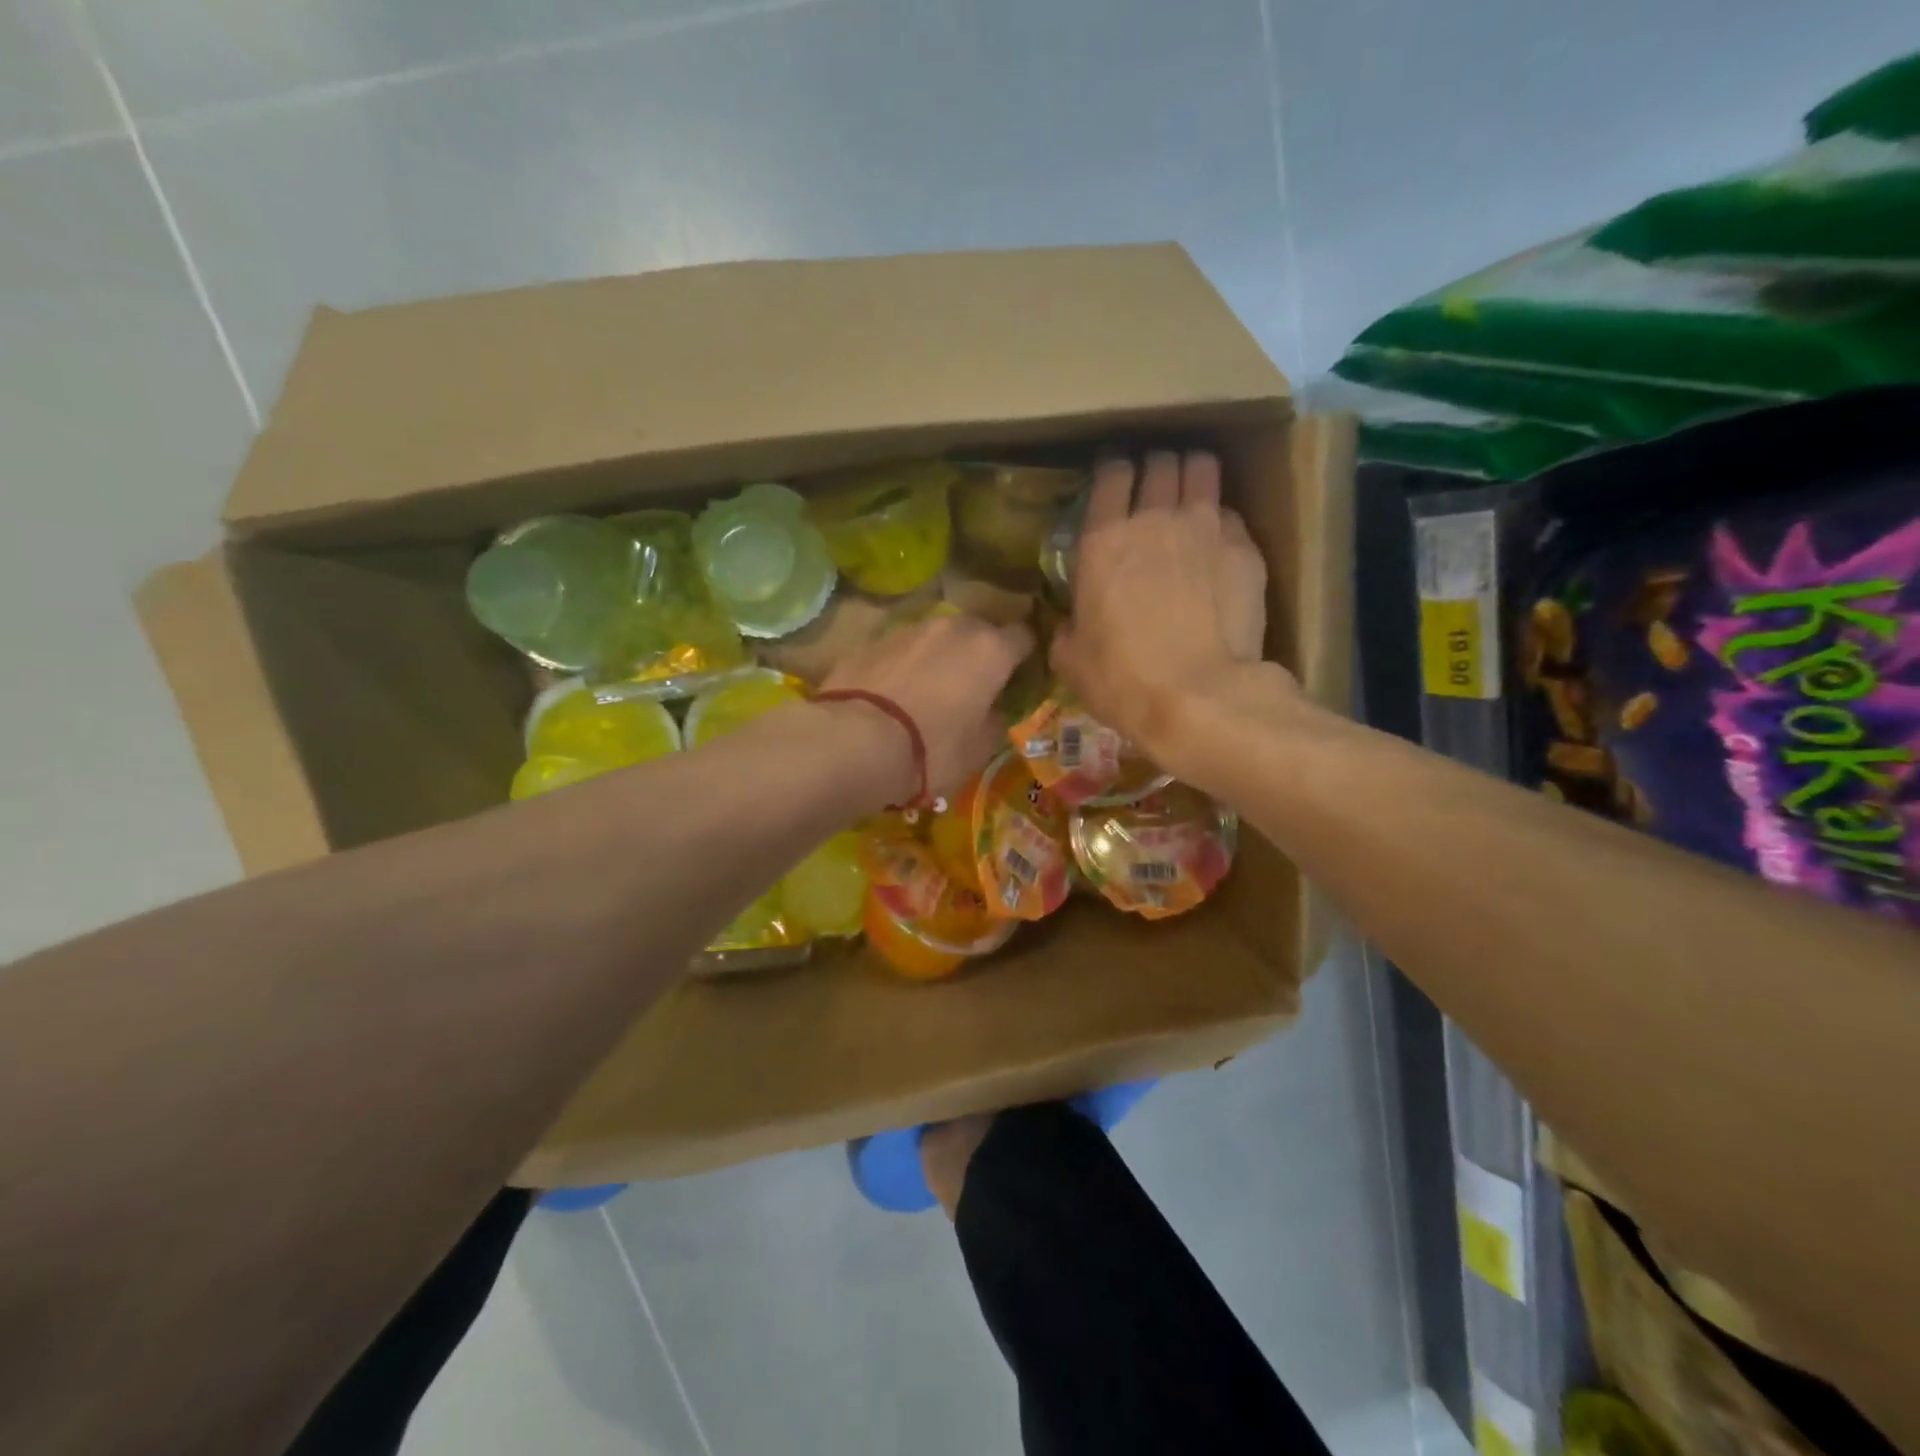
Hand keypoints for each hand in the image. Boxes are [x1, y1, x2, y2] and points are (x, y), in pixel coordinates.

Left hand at [818, 611, 1033, 804]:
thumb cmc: (932, 749)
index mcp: (990, 650)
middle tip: (974, 685)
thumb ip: (994, 720)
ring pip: (937, 637)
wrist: (855, 742)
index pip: (1024, 637)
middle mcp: (953, 628)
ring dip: (940, 656)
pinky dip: (905, 664)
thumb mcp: (978, 749)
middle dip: (979, 652)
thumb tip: (993, 709)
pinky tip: (895, 692)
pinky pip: (902, 649)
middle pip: (978, 631)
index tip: (1020, 677)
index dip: (1025, 657)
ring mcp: (909, 629)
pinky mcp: (872, 640)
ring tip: (931, 689)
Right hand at [1050, 451, 1296, 768]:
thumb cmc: (1122, 680)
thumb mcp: (1071, 660)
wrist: (1198, 697)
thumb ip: (1068, 628)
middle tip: (1154, 487)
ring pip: (1202, 469)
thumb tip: (1071, 624)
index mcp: (1103, 541)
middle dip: (1156, 467)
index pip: (1111, 474)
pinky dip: (1221, 520)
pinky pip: (1230, 514)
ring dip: (1193, 475)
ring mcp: (1205, 527)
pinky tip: (1217, 542)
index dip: (1113, 470)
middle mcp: (1155, 519)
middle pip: (1160, 461)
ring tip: (1191, 493)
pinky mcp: (1244, 548)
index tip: (1115, 478)